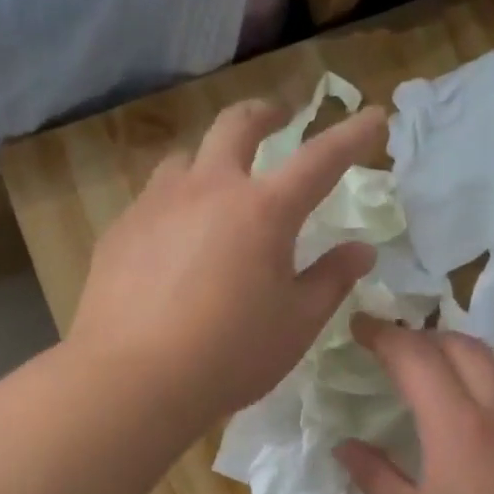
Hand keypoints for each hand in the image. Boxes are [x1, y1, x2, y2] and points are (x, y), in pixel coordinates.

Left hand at [70, 98, 383, 422]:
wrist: (132, 380)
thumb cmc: (229, 355)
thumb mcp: (296, 324)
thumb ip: (331, 280)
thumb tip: (361, 250)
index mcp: (263, 210)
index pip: (320, 159)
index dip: (352, 135)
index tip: (373, 117)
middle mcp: (208, 190)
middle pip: (237, 125)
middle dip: (264, 114)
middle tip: (277, 118)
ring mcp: (157, 205)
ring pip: (187, 158)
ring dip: (210, 160)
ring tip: (217, 185)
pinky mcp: (120, 230)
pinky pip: (153, 200)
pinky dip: (174, 205)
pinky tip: (172, 242)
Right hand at [335, 319, 493, 493]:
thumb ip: (375, 476)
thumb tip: (346, 445)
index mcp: (459, 426)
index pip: (416, 356)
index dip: (384, 335)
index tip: (360, 328)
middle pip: (462, 344)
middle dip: (421, 338)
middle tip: (393, 353)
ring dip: (465, 349)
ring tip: (441, 370)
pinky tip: (485, 407)